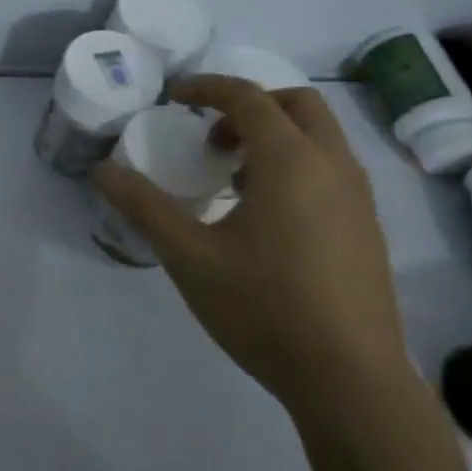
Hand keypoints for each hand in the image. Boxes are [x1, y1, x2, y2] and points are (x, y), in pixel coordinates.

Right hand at [91, 76, 406, 418]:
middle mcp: (333, 166)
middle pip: (296, 104)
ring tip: (233, 178)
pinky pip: (331, 169)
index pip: (248, 97)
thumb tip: (102, 170)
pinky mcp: (369, 229)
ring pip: (320, 136)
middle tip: (210, 138)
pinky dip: (297, 164)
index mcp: (290, 161)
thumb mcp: (189, 256)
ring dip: (275, 136)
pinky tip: (267, 216)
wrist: (352, 383)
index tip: (172, 98)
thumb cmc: (265, 309)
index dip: (206, 88)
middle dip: (249, 106)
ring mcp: (359, 198)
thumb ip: (144, 206)